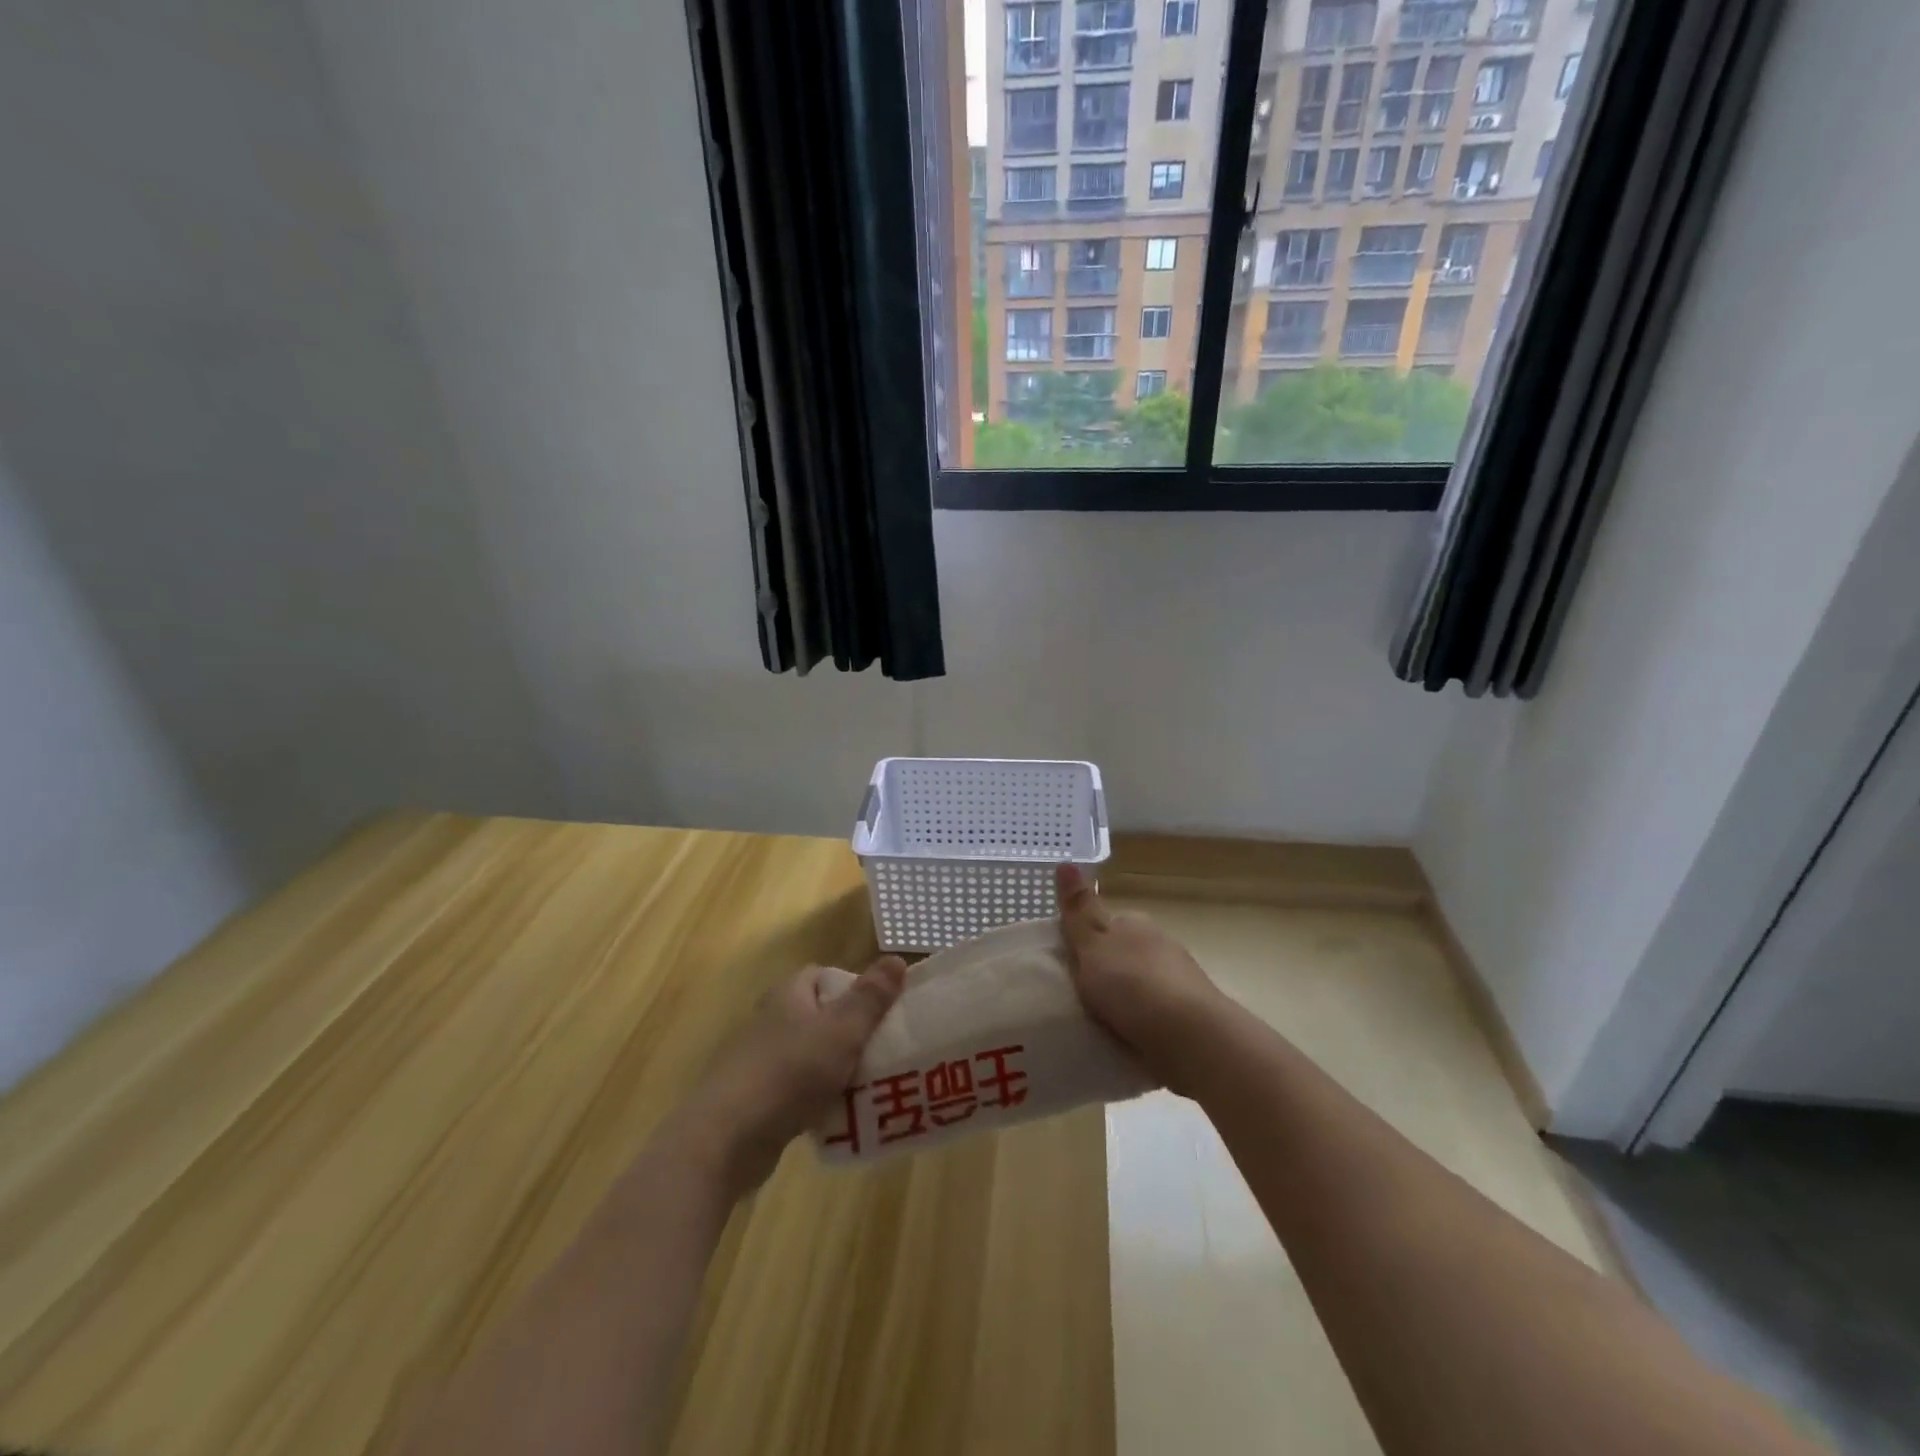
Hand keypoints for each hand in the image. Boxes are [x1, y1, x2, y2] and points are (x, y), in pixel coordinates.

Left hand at [678, 957, 905, 1194]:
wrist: (727, 1138)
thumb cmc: (790, 1072)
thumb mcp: (841, 1031)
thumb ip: (871, 998)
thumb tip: (897, 959)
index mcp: (789, 994)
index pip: (825, 976)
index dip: (855, 988)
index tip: (882, 1012)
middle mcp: (772, 1019)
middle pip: (821, 1016)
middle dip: (852, 1033)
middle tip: (885, 1051)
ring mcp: (762, 1060)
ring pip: (812, 1056)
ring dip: (839, 1069)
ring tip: (872, 1086)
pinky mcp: (757, 1099)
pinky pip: (799, 1091)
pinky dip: (819, 1099)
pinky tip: (841, 1116)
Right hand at [1055, 864, 1224, 1092]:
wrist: (1191, 1037)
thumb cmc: (1133, 984)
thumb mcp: (1093, 943)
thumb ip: (1078, 909)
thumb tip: (1064, 861)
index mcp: (1136, 924)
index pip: (1107, 923)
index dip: (1087, 939)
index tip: (1069, 963)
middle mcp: (1160, 945)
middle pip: (1125, 953)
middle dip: (1107, 970)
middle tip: (1078, 996)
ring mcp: (1180, 980)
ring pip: (1142, 984)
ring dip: (1126, 999)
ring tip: (1099, 1023)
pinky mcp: (1190, 1016)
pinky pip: (1156, 1014)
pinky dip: (1142, 1023)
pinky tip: (1127, 1039)